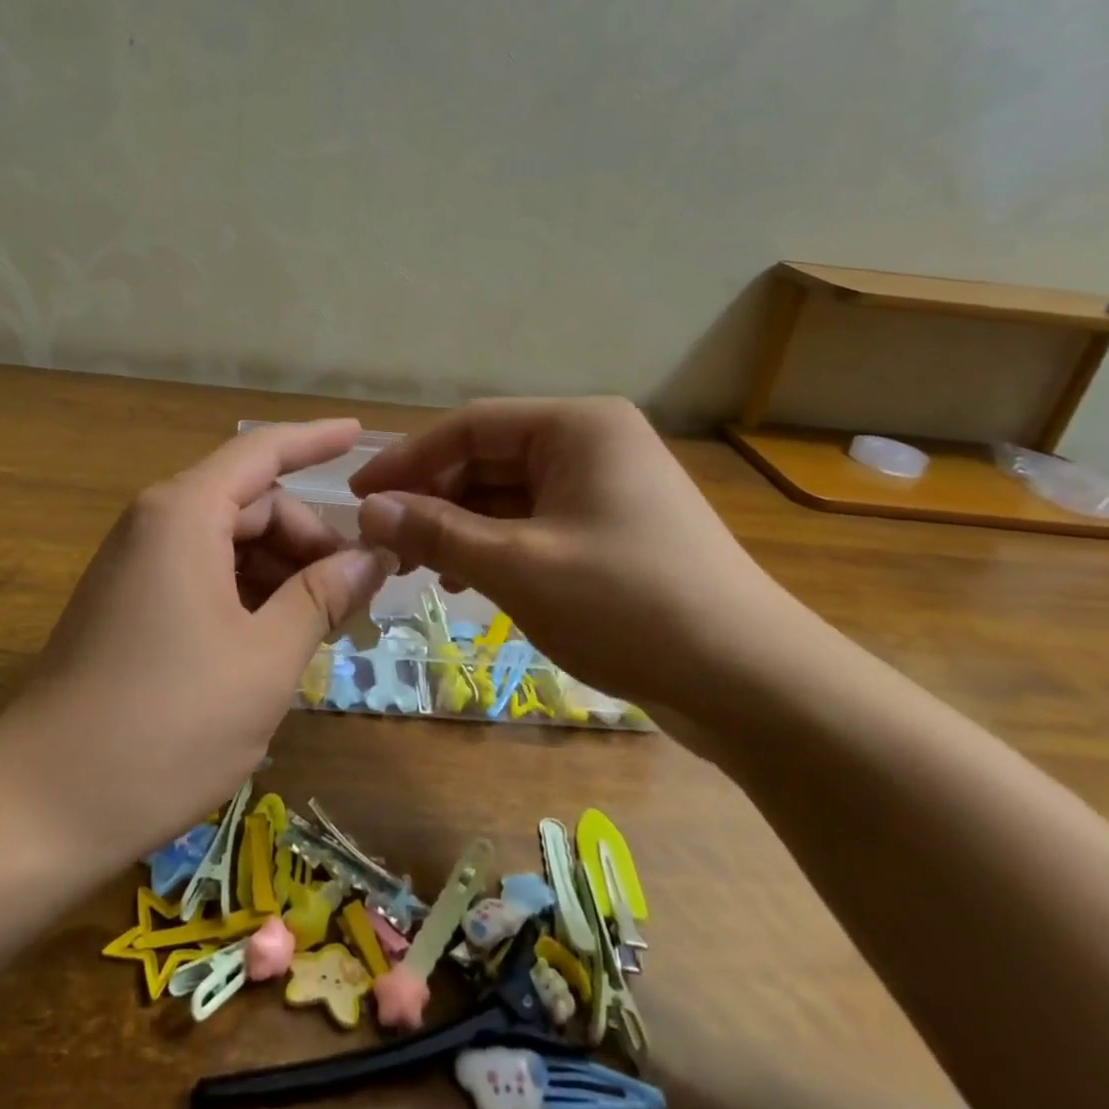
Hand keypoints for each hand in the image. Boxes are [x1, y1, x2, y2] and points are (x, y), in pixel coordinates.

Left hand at [0, 421, 390, 864]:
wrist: (41, 807)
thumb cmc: (168, 724)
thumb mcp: (266, 659)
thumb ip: (323, 595)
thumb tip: (373, 556)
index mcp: (185, 514)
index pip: (263, 453)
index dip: (316, 440)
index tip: (361, 433)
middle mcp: (156, 524)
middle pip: (253, 504)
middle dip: (311, 539)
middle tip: (362, 592)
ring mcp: (138, 567)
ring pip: (231, 545)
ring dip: (284, 573)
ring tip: (329, 625)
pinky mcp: (130, 606)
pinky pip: (205, 577)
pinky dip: (250, 596)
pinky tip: (279, 641)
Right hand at [349, 398, 801, 728]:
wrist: (750, 682)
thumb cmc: (628, 605)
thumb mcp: (518, 567)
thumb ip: (437, 532)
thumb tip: (369, 511)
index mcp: (577, 427)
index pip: (469, 427)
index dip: (407, 461)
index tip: (359, 499)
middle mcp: (593, 443)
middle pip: (488, 459)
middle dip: (433, 500)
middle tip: (384, 542)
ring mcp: (606, 488)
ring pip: (508, 496)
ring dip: (460, 528)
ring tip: (420, 568)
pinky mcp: (612, 531)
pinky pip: (535, 524)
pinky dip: (495, 548)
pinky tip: (468, 584)